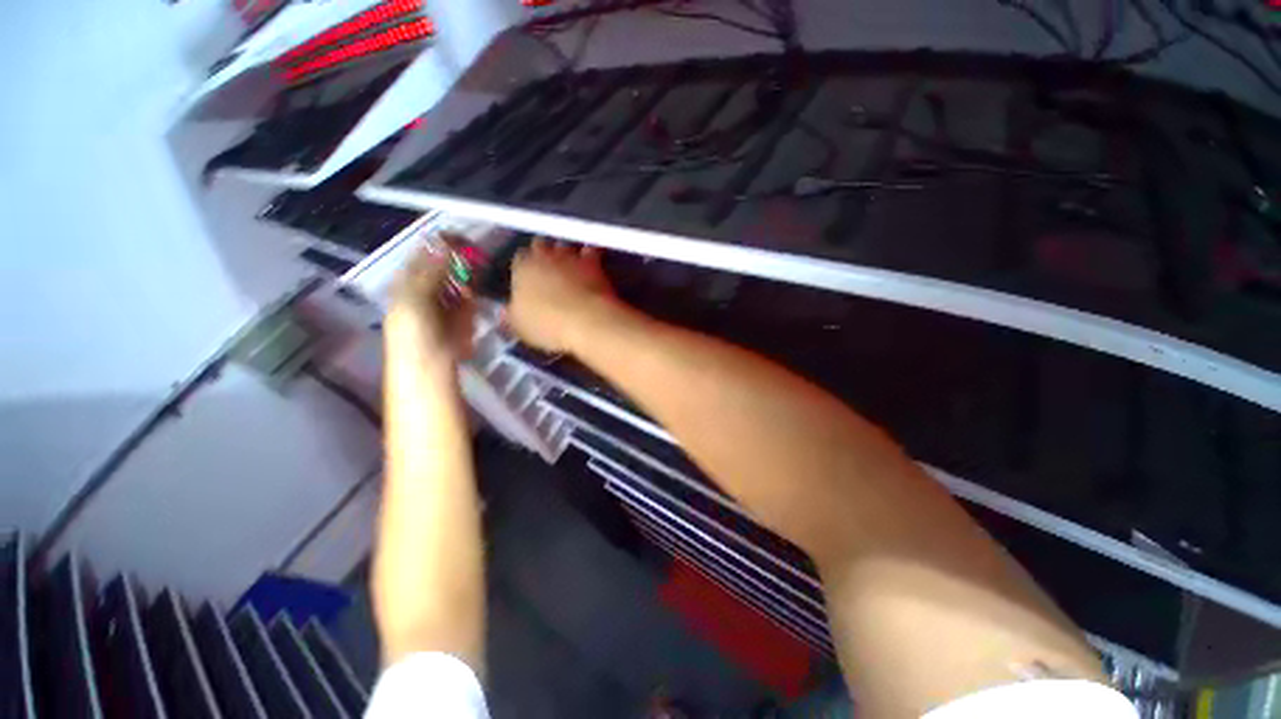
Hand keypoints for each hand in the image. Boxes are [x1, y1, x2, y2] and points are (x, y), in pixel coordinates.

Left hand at [387, 234, 475, 361]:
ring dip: (467, 274)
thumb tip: (443, 242)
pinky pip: (469, 294)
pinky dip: (472, 291)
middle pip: (444, 264)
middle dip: (458, 259)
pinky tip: (473, 290)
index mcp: (407, 281)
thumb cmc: (414, 333)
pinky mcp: (463, 313)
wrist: (430, 366)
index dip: (439, 244)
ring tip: (472, 275)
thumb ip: (431, 270)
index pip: (423, 255)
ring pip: (459, 277)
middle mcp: (426, 287)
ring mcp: (446, 299)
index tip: (459, 237)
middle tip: (472, 255)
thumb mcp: (415, 297)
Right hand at [508, 239, 617, 352]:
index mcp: (522, 268)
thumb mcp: (519, 325)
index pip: (519, 258)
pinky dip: (591, 255)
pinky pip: (591, 251)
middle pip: (540, 245)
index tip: (528, 278)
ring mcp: (570, 256)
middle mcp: (544, 255)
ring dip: (566, 253)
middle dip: (544, 254)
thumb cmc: (547, 324)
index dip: (524, 267)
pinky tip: (592, 264)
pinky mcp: (593, 262)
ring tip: (570, 267)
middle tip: (549, 270)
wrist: (586, 320)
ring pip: (565, 245)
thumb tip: (505, 311)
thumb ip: (511, 314)